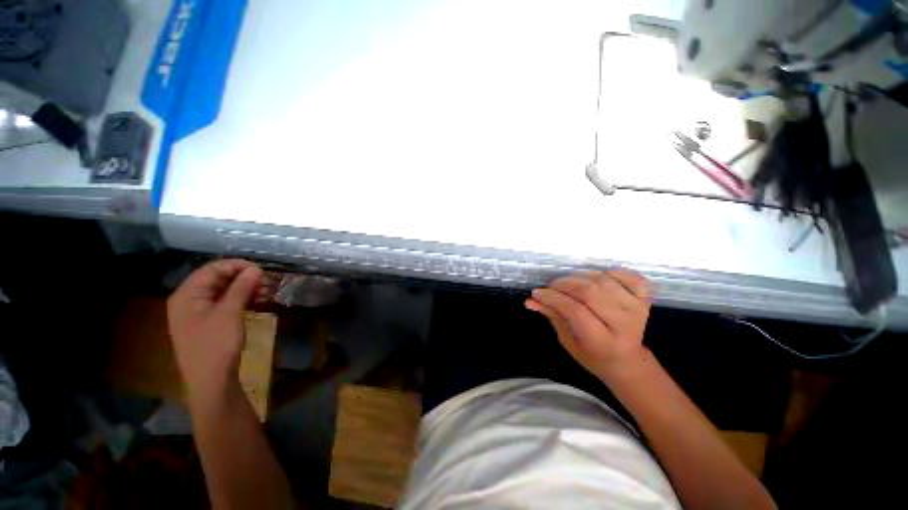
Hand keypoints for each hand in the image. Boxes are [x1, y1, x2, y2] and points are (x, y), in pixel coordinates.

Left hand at [167, 259, 266, 403]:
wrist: (211, 382)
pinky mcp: (209, 324)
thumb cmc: (216, 345)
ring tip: (266, 293)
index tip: (261, 271)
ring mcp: (198, 313)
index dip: (237, 266)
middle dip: (243, 278)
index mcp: (187, 295)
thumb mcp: (230, 313)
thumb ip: (241, 287)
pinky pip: (225, 304)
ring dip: (245, 289)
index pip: (212, 269)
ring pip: (223, 292)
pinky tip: (257, 302)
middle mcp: (189, 301)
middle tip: (267, 283)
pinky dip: (241, 300)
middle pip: (217, 280)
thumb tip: (255, 269)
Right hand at [526, 270, 652, 381]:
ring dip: (580, 276)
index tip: (537, 293)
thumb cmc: (592, 355)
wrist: (628, 361)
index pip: (575, 311)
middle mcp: (624, 325)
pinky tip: (595, 277)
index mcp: (603, 342)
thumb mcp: (568, 341)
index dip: (554, 298)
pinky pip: (628, 276)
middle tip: (551, 286)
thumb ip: (552, 317)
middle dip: (564, 285)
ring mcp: (637, 309)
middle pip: (590, 293)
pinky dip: (609, 272)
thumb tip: (530, 301)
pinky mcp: (645, 299)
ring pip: (603, 281)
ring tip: (568, 282)